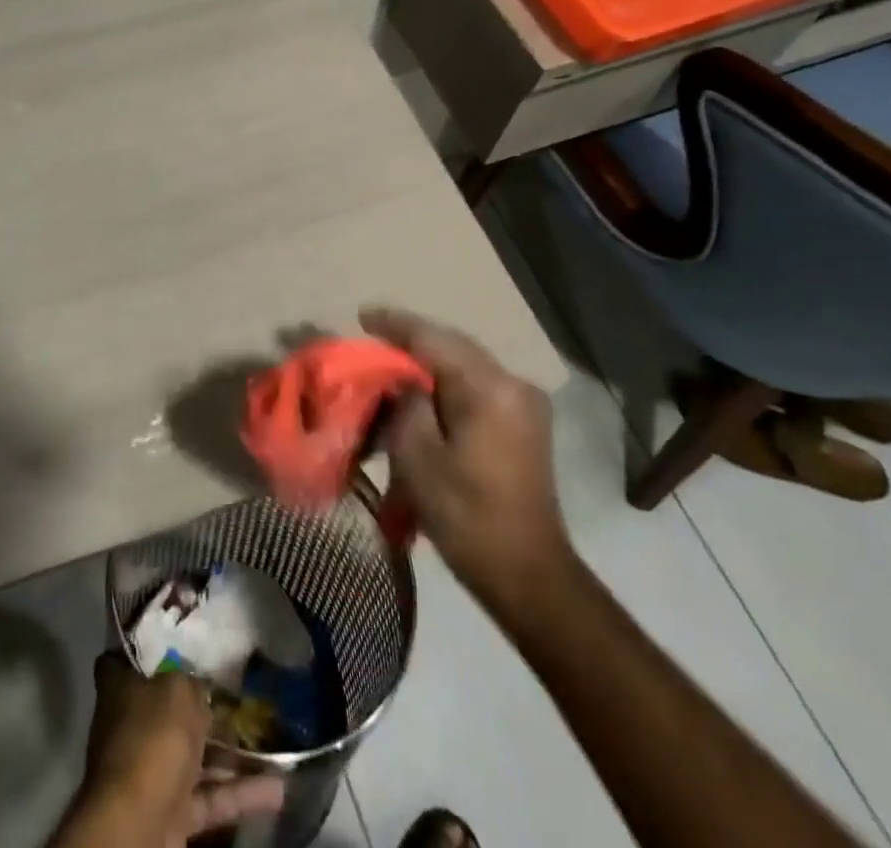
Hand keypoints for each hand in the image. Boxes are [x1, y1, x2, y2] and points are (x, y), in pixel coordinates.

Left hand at [63, 655, 283, 846]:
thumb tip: (200, 687)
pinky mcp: (172, 813)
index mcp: (120, 689)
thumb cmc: (152, 738)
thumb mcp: (179, 691)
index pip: (128, 660)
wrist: (137, 825)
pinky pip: (210, 797)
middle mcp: (132, 726)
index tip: (180, 641)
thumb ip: (193, 684)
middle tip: (242, 692)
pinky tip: (279, 788)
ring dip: (232, 752)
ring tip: (271, 739)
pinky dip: (241, 793)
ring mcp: (151, 772)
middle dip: (204, 705)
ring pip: (196, 756)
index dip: (150, 650)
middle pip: (169, 708)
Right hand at [364, 305, 576, 625]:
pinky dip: (447, 383)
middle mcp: (513, 384)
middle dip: (411, 341)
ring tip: (391, 362)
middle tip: (372, 336)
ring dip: (429, 362)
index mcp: (489, 388)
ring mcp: (524, 404)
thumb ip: (404, 402)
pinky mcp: (524, 424)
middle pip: (453, 347)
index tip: (361, 315)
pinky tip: (422, 391)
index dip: (395, 325)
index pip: (433, 339)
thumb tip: (399, 378)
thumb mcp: (417, 454)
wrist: (528, 575)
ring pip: (465, 365)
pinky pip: (477, 387)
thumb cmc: (466, 514)